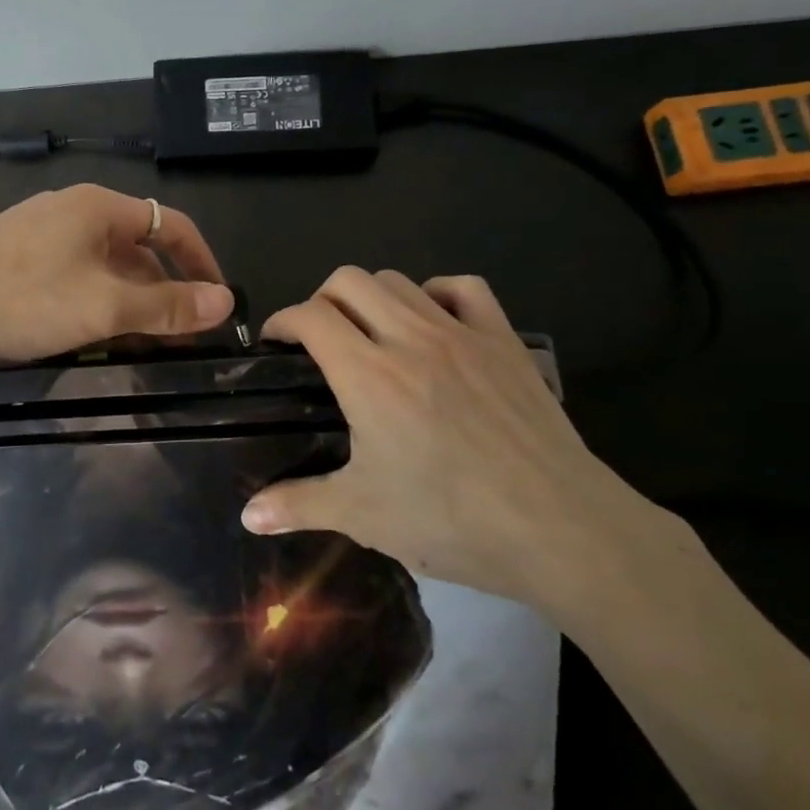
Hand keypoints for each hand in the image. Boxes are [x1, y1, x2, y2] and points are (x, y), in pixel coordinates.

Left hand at [0, 183, 234, 361]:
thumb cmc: (26, 298)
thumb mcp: (106, 307)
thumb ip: (167, 306)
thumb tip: (226, 302)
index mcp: (100, 207)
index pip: (171, 224)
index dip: (202, 261)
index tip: (218, 302)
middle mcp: (73, 209)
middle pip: (137, 246)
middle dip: (162, 289)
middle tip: (177, 334)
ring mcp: (40, 230)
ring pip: (103, 263)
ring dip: (128, 299)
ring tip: (138, 341)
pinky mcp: (15, 254)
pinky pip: (73, 273)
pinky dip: (94, 299)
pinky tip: (89, 332)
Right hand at [239, 268, 667, 612]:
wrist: (561, 529)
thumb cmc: (454, 521)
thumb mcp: (365, 515)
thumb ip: (298, 504)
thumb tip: (247, 515)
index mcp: (368, 374)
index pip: (310, 315)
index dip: (282, 322)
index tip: (276, 346)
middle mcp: (410, 337)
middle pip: (349, 280)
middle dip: (321, 300)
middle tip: (320, 340)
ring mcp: (461, 333)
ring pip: (399, 280)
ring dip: (371, 297)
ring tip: (370, 334)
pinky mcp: (504, 340)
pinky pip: (464, 287)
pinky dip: (436, 293)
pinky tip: (431, 322)